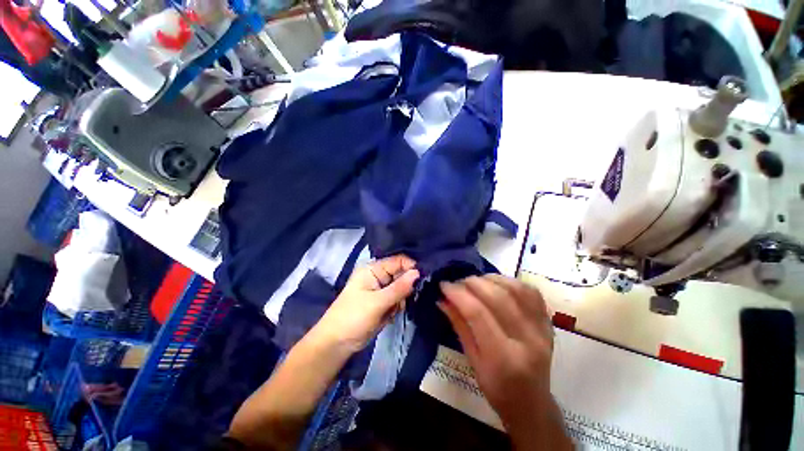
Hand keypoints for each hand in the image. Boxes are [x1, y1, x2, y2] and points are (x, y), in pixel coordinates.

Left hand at [313, 255, 419, 353]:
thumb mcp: (377, 302)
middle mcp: (378, 276)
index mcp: (373, 269)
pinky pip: (397, 300)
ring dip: (402, 299)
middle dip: (407, 286)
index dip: (411, 267)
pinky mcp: (383, 302)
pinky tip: (390, 315)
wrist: (337, 344)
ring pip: (401, 288)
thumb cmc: (353, 317)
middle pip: (401, 274)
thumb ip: (399, 288)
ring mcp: (381, 290)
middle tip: (406, 299)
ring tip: (393, 310)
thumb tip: (418, 273)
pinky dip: (397, 307)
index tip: (425, 277)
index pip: (398, 261)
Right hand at [439, 275, 570, 449]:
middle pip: (498, 297)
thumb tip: (442, 299)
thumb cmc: (497, 389)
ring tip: (475, 281)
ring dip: (490, 279)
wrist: (532, 403)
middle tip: (457, 282)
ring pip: (515, 289)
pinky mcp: (548, 322)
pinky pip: (530, 291)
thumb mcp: (472, 360)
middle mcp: (527, 340)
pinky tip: (496, 283)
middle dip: (472, 283)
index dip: (458, 294)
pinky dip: (510, 281)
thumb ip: (459, 325)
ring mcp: (542, 329)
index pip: (477, 313)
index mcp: (503, 357)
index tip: (444, 285)